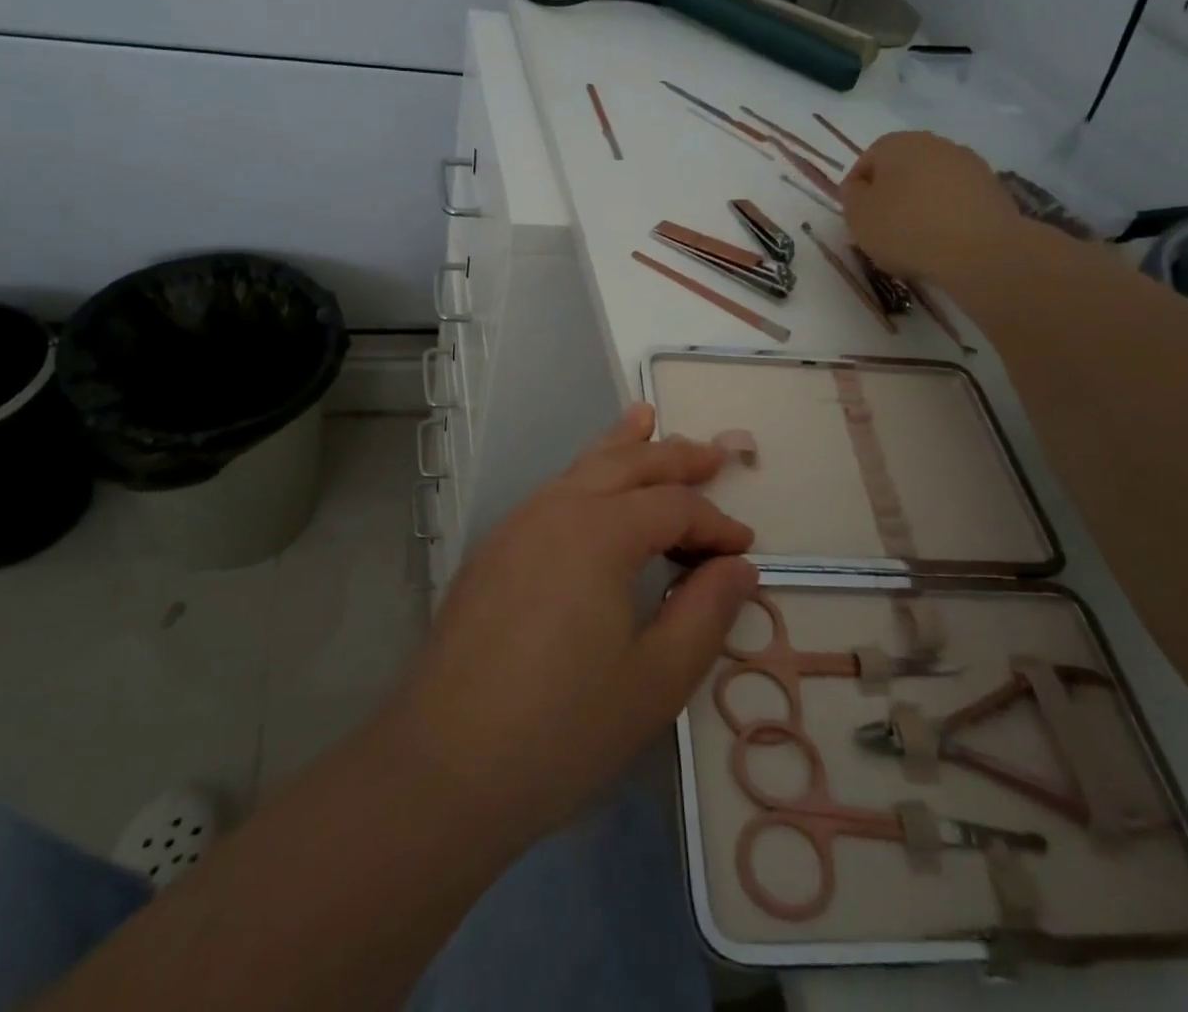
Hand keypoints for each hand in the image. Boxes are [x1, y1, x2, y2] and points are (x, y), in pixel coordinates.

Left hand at [391, 404, 756, 843]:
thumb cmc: (562, 728)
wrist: (443, 767)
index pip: (674, 506)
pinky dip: (584, 476)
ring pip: (581, 468)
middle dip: (674, 456)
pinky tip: (590, 487)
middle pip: (626, 464)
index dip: (716, 523)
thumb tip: (739, 566)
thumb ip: (706, 613)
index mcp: (600, 531)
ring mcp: (516, 526)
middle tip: (713, 453)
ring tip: (645, 419)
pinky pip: (552, 494)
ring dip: (622, 448)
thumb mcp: (656, 679)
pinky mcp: (493, 552)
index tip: (745, 548)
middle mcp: (556, 509)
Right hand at [841, 130, 1025, 282]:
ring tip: (915, 238)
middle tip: (883, 228)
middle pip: (901, 169)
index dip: (857, 192)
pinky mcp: (992, 187)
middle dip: (890, 195)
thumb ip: (851, 196)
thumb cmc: (905, 228)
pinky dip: (946, 213)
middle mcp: (933, 143)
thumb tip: (858, 187)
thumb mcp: (858, 216)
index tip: (857, 219)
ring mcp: (967, 163)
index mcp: (896, 144)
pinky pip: (956, 198)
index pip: (866, 162)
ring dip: (920, 203)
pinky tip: (943, 240)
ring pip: (931, 183)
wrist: (979, 250)